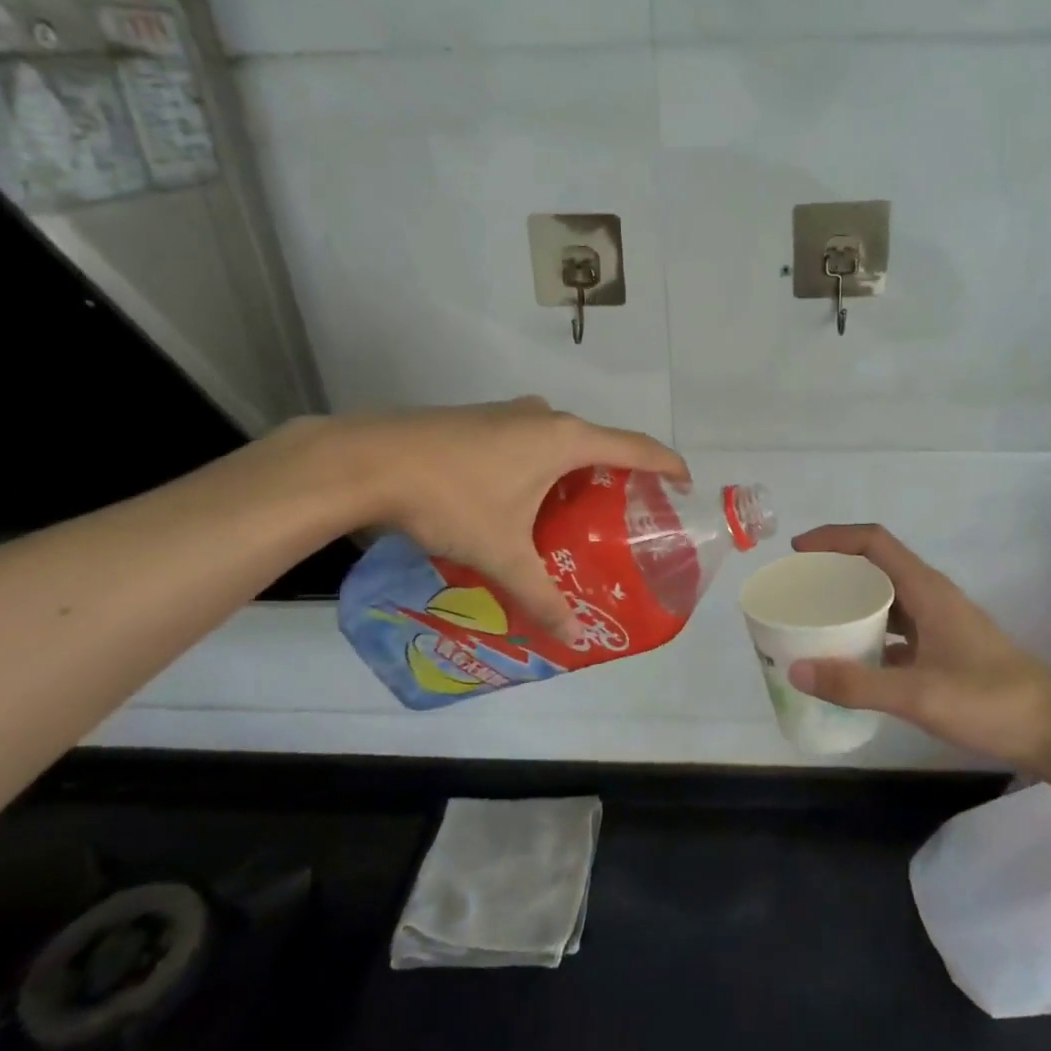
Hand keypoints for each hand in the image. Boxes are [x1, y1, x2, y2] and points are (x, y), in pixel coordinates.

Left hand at [319, 398, 685, 641]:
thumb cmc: (451, 499)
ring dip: (576, 470)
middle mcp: (544, 416)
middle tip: (625, 516)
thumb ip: (542, 596)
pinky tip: (523, 500)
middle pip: (599, 443)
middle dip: (618, 476)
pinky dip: (542, 465)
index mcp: (565, 439)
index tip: (685, 485)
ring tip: (576, 514)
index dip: (667, 465)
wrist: (366, 460)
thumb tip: (574, 638)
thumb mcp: (502, 554)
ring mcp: (508, 412)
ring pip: (559, 441)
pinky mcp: (479, 418)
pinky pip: (529, 439)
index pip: (636, 447)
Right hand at [786, 525, 1050, 771]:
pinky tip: (852, 663)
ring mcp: (942, 625)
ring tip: (816, 622)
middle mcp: (932, 598)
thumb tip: (796, 671)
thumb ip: (856, 684)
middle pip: (877, 567)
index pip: (874, 542)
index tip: (798, 551)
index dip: (833, 538)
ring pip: (888, 601)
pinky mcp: (947, 651)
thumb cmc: (991, 702)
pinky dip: (871, 637)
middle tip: (799, 590)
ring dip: (853, 605)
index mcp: (927, 590)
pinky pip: (898, 632)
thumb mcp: (918, 694)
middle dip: (836, 571)